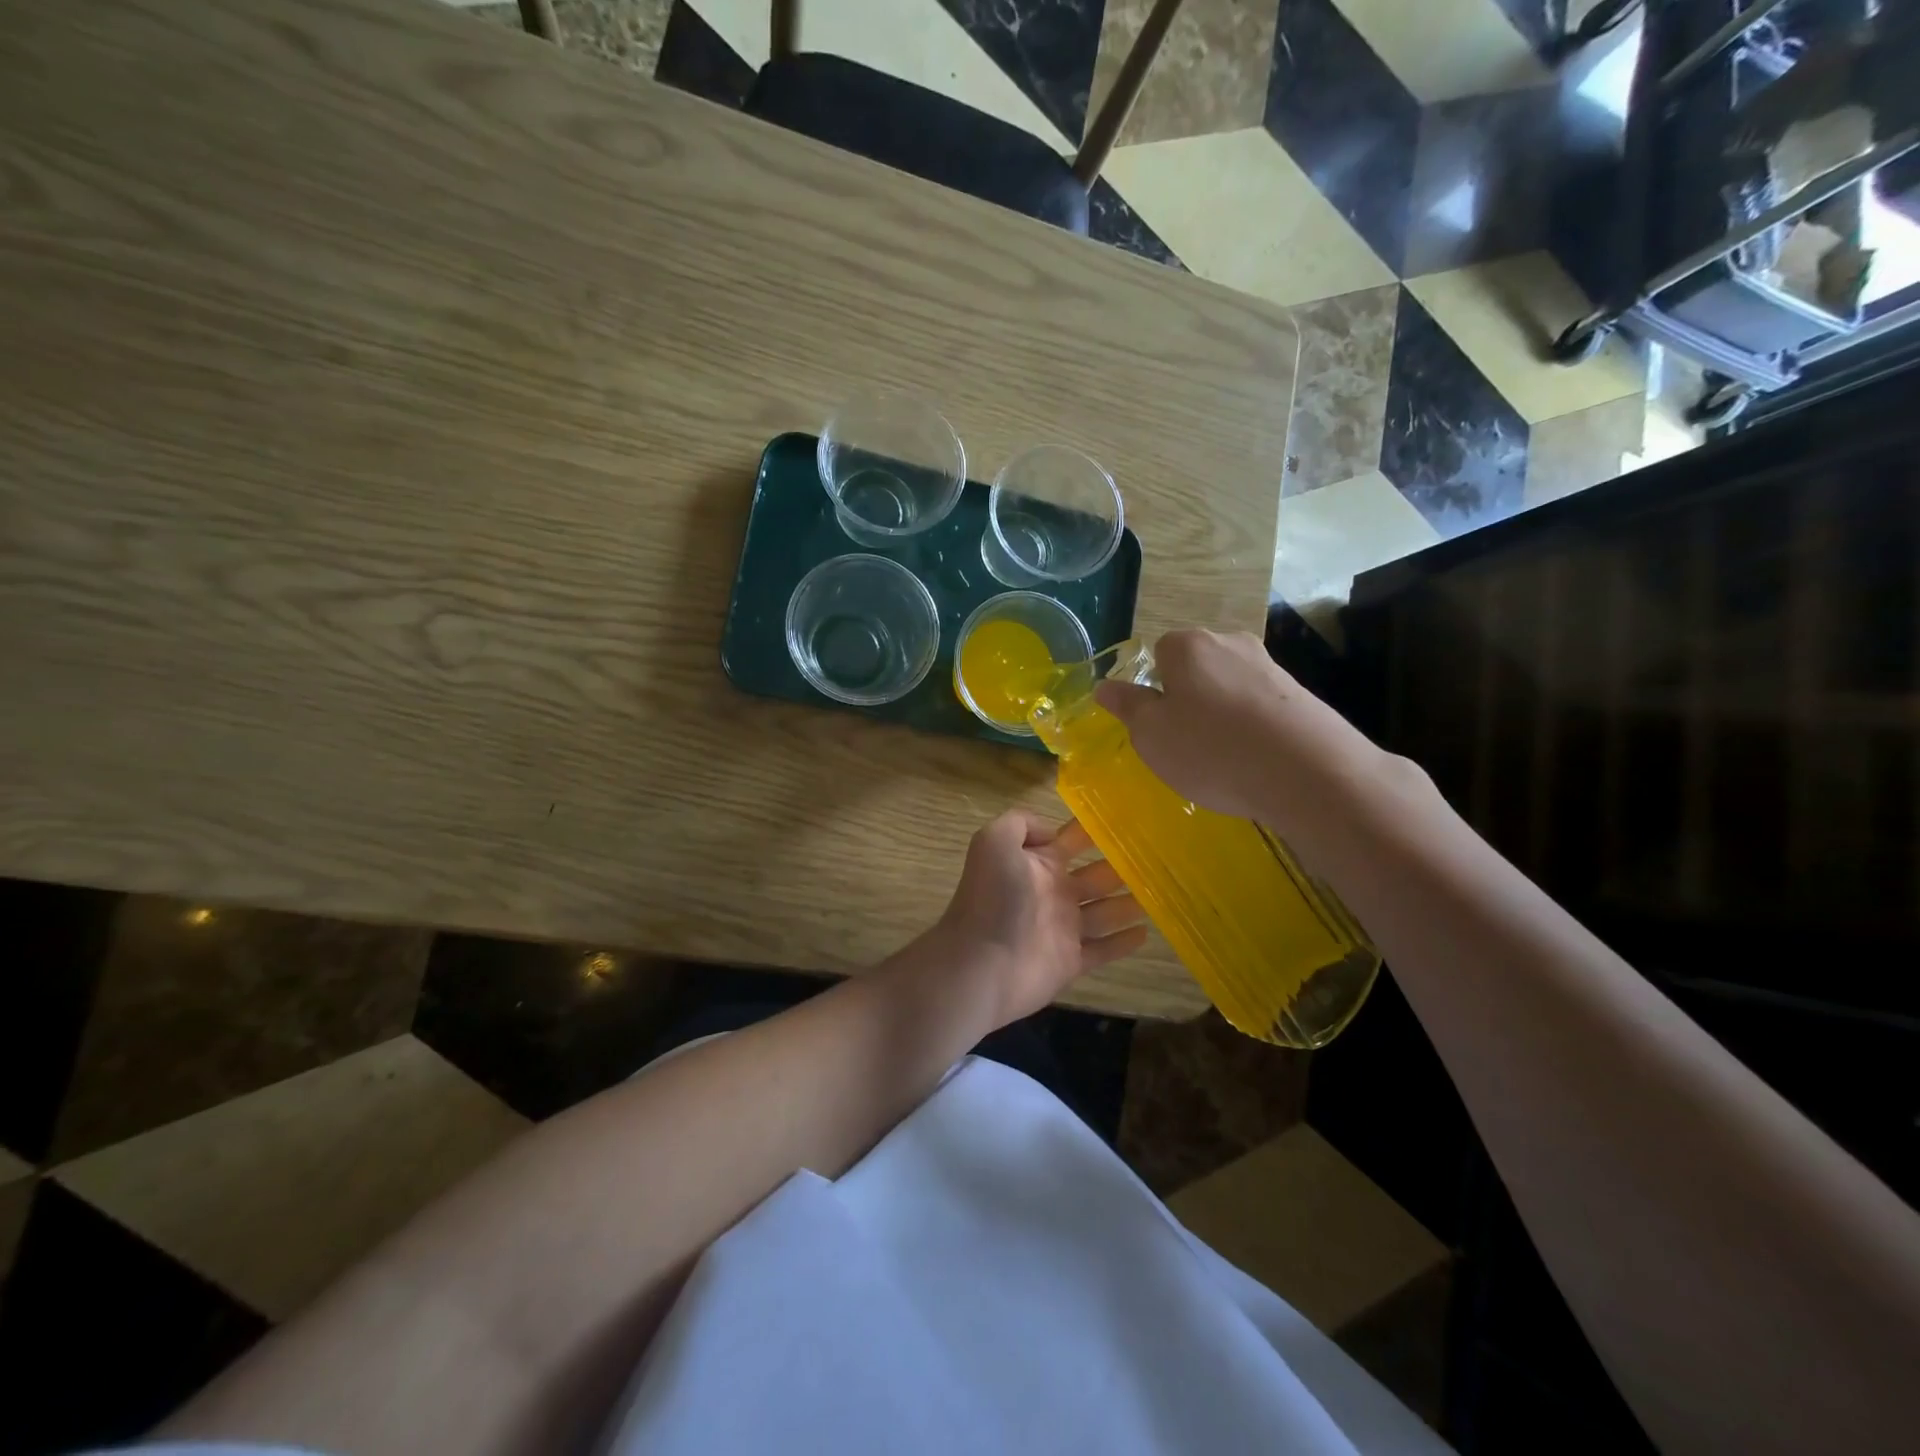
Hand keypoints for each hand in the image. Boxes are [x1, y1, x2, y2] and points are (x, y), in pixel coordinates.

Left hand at [931, 809, 1146, 1027]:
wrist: (981, 963)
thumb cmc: (992, 899)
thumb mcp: (994, 842)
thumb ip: (1021, 823)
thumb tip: (1052, 832)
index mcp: (1037, 863)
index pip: (1071, 841)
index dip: (1095, 830)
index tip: (1130, 821)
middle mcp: (1052, 892)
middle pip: (1096, 876)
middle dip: (1122, 866)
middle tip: (1158, 859)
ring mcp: (1063, 929)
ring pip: (1105, 912)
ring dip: (1130, 902)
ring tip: (1160, 894)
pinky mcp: (1071, 962)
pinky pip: (1103, 950)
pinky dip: (1123, 942)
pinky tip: (1146, 933)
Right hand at [1093, 629, 1385, 822]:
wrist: (1308, 772)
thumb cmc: (1210, 749)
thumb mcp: (1151, 735)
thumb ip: (1128, 707)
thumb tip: (1105, 685)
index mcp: (1187, 645)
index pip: (1158, 652)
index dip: (1154, 688)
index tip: (1158, 724)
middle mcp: (1230, 642)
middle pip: (1196, 668)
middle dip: (1188, 698)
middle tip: (1185, 743)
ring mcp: (1270, 666)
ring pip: (1229, 688)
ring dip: (1221, 715)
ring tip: (1222, 758)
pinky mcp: (1301, 695)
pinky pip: (1260, 707)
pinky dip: (1251, 728)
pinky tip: (1254, 761)